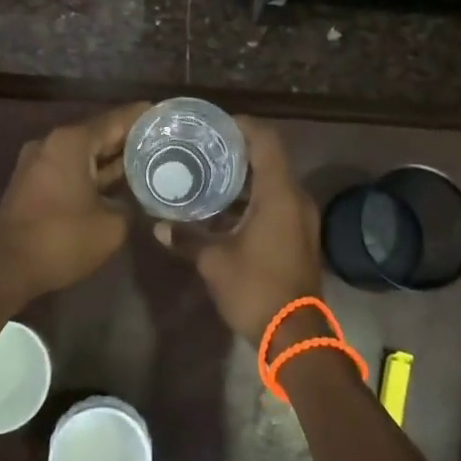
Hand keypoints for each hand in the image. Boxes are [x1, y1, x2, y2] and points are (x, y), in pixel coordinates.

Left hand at [0, 103, 148, 298]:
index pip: (116, 119)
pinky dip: (93, 171)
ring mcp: (39, 161)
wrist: (6, 268)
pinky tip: (119, 181)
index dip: (144, 117)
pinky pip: (71, 167)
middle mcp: (52, 142)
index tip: (168, 115)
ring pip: (84, 152)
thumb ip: (132, 205)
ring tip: (148, 159)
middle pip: (99, 133)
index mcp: (71, 141)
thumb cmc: (61, 239)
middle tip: (164, 140)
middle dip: (130, 138)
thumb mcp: (112, 225)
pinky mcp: (33, 182)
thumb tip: (140, 200)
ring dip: (112, 158)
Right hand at [156, 116, 321, 340]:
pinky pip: (276, 202)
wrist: (296, 336)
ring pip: (273, 182)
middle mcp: (295, 198)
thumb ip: (187, 238)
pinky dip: (253, 198)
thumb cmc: (256, 289)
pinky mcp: (299, 236)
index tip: (214, 125)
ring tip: (209, 175)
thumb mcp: (214, 262)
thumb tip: (159, 226)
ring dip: (245, 177)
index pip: (266, 140)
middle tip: (204, 149)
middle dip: (238, 151)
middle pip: (270, 158)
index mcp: (279, 194)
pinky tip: (224, 210)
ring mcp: (301, 218)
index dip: (242, 126)